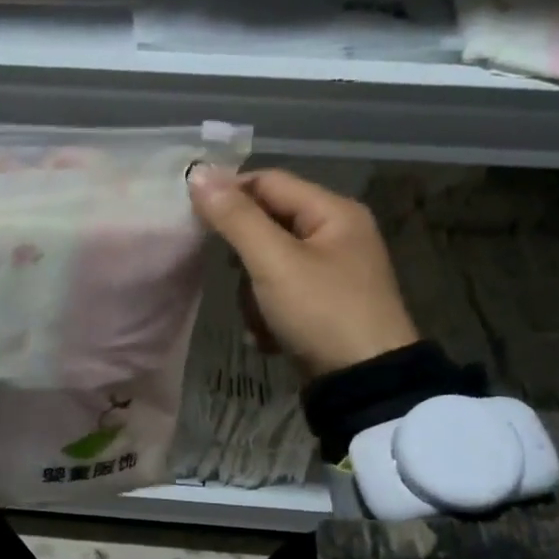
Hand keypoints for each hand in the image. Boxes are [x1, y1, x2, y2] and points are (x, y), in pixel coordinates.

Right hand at [187, 165, 418, 378]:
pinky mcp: (326, 305)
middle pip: (268, 224)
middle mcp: (338, 234)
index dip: (228, 193)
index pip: (268, 182)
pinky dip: (269, 311)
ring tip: (259, 316)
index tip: (193, 217)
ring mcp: (333, 272)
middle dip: (243, 255)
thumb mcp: (273, 262)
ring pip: (270, 263)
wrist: (365, 385)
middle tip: (230, 275)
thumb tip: (198, 173)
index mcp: (334, 212)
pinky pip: (282, 292)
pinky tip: (269, 335)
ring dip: (253, 291)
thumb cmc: (321, 312)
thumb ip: (235, 218)